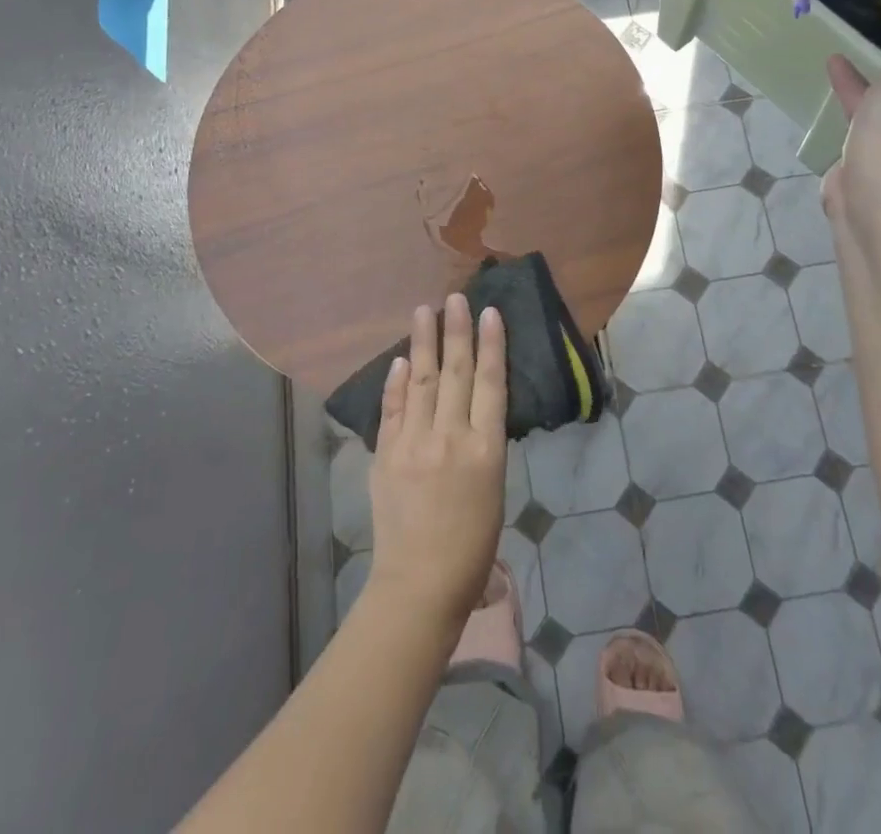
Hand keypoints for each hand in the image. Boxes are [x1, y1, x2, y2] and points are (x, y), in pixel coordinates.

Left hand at [365, 294, 507, 634]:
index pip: (490, 382)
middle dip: (457, 331)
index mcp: (485, 448)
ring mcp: (415, 443)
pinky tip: (403, 359)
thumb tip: (472, 406)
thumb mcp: (494, 488)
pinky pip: (393, 409)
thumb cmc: (472, 545)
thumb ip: (482, 442)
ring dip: (424, 342)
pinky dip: (398, 382)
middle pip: (455, 372)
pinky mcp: (386, 455)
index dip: (492, 344)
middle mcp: (451, 436)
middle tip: (455, 297)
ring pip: (423, 380)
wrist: (420, 583)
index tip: (490, 312)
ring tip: (424, 310)